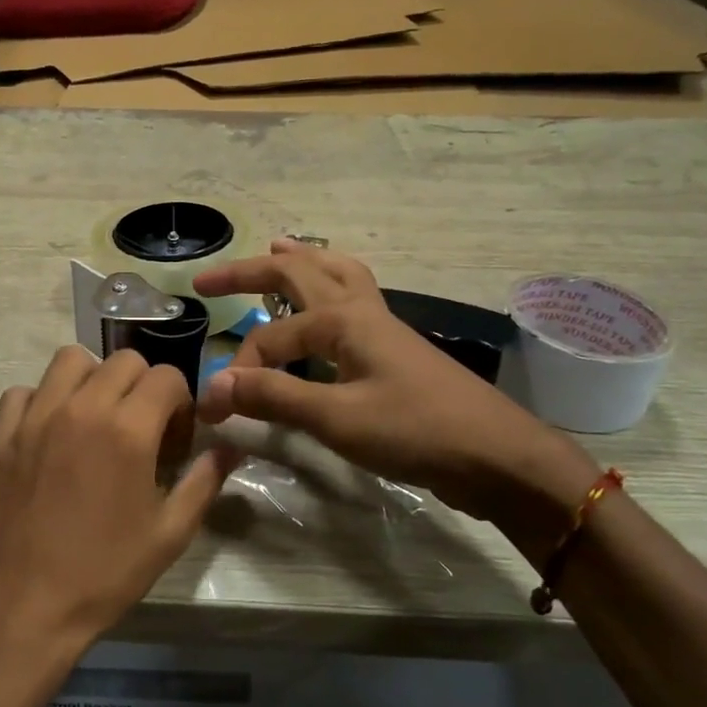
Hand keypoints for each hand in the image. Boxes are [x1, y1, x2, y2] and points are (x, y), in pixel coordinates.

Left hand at [0, 347, 240, 653]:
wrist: (25, 607)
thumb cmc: (105, 573)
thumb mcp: (169, 534)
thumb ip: (204, 481)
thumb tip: (230, 447)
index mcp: (128, 429)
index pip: (166, 376)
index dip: (180, 402)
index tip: (175, 436)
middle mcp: (81, 407)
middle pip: (123, 360)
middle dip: (143, 385)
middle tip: (141, 427)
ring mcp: (35, 417)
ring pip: (70, 360)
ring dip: (93, 378)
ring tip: (96, 417)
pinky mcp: (2, 434)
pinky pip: (24, 391)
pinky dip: (42, 400)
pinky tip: (50, 434)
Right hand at [192, 241, 596, 536]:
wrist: (496, 456)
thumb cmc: (415, 430)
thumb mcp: (337, 418)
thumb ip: (274, 396)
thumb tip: (214, 383)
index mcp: (342, 319)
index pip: (270, 339)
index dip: (238, 372)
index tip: (215, 409)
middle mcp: (360, 310)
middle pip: (300, 271)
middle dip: (251, 271)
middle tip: (210, 279)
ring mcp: (382, 327)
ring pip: (337, 274)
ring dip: (302, 262)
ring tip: (279, 250)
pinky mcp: (394, 351)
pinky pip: (353, 299)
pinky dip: (330, 287)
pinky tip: (325, 306)